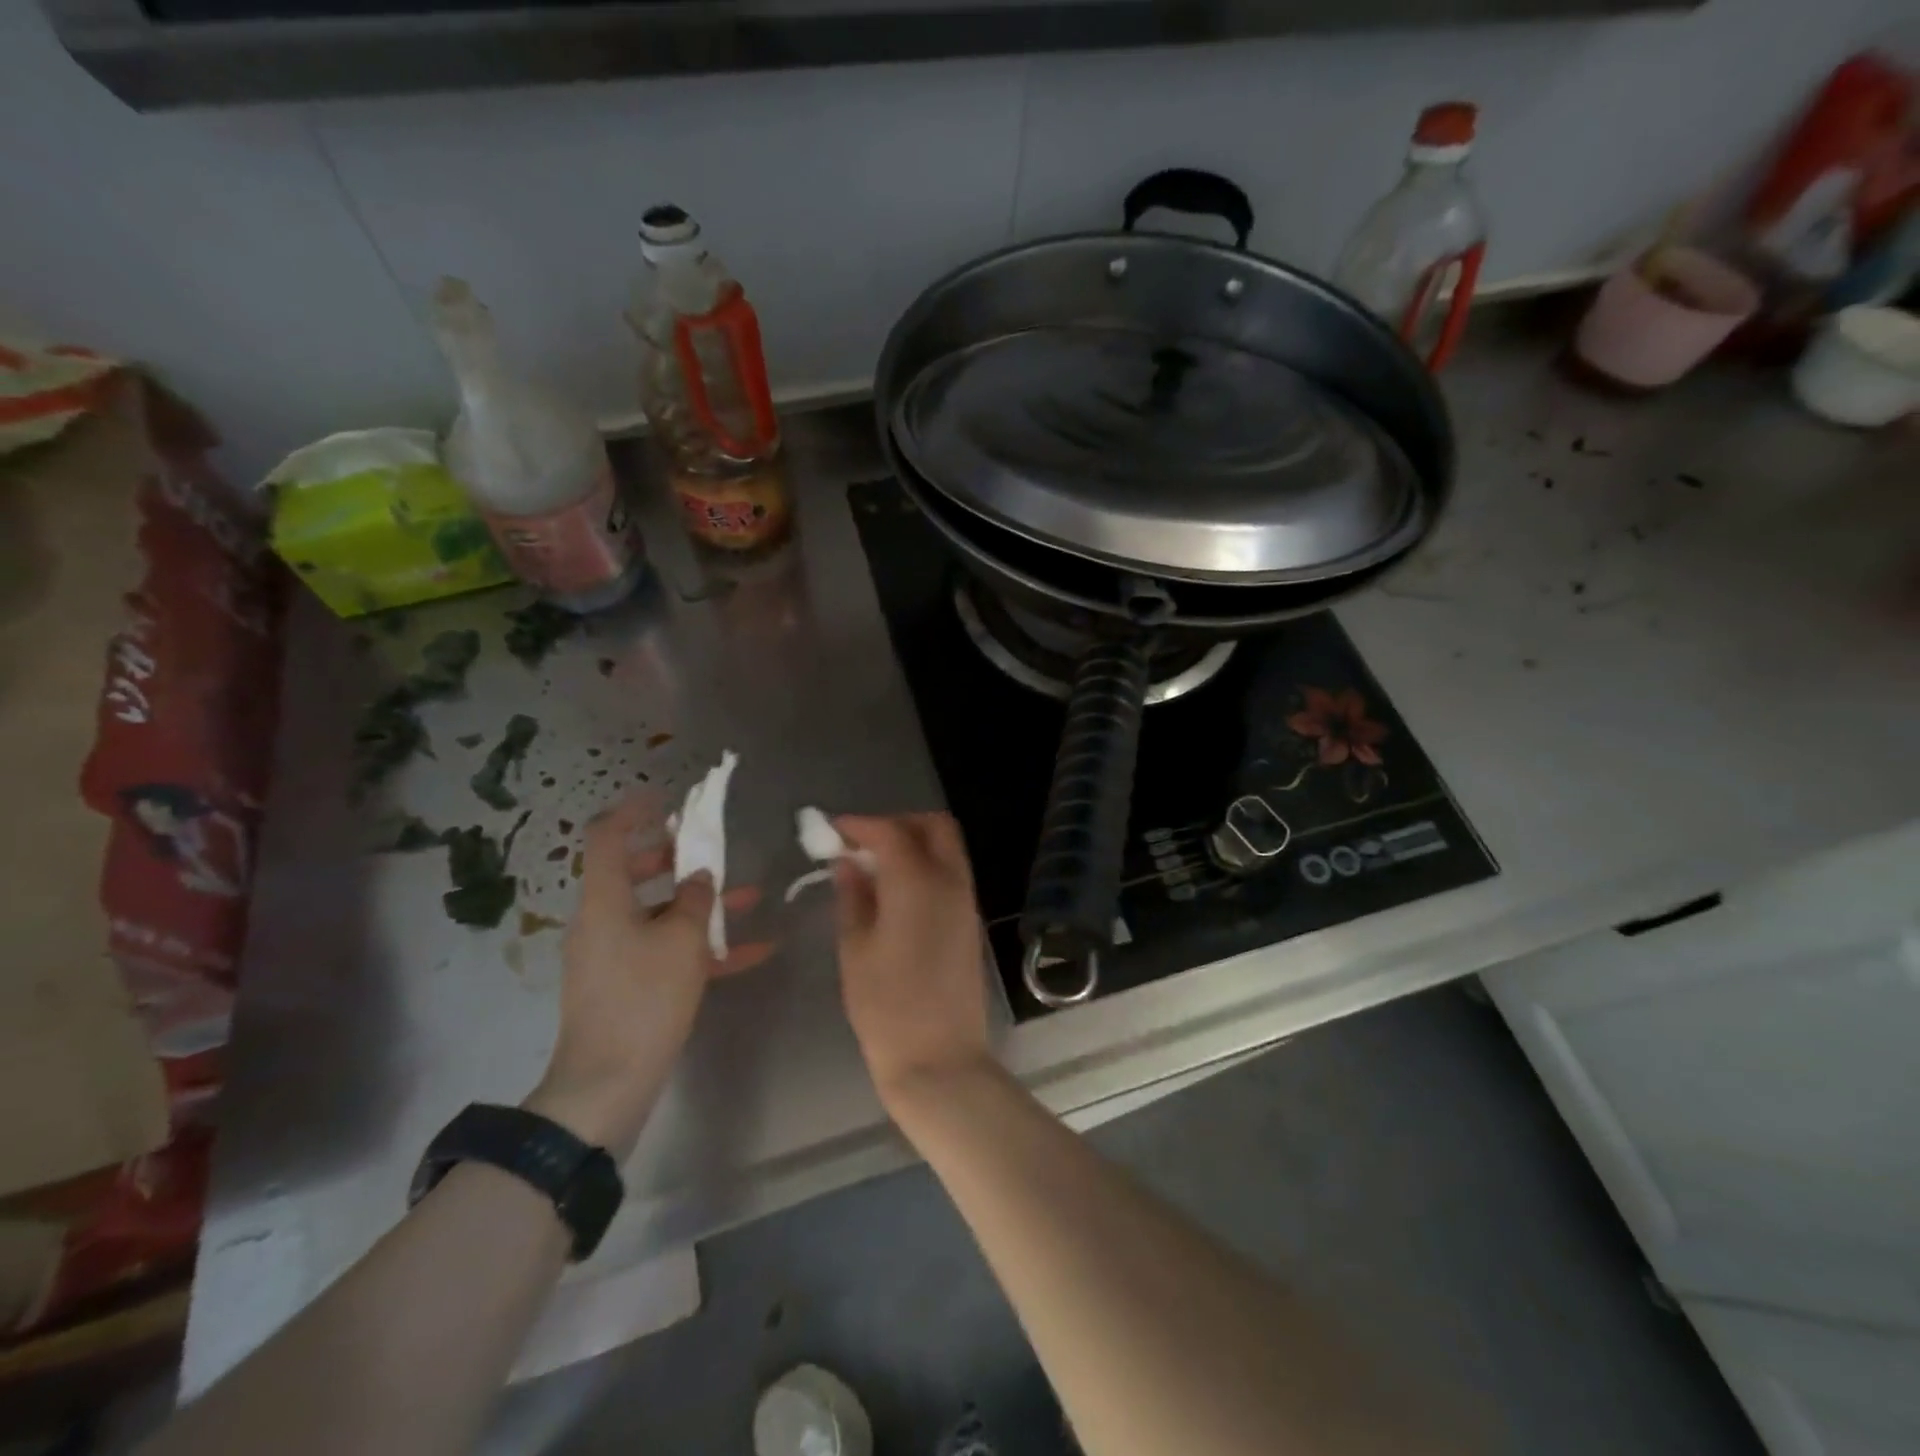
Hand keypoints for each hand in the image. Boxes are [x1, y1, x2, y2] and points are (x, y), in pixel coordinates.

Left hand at [527, 791, 771, 1159]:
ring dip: (698, 903)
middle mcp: (603, 921)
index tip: (666, 799)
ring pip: (657, 912)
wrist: (608, 1085)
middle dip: (674, 857)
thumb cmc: (644, 1000)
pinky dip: (702, 946)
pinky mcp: (628, 985)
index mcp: (604, 901)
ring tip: (748, 896)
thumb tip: (699, 878)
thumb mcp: (682, 942)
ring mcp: (613, 955)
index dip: (633, 811)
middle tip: (709, 850)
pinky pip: (666, 951)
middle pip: (633, 872)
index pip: (606, 837)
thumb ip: (695, 900)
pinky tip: (754, 951)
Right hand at [832, 814, 993, 1113]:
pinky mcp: (970, 921)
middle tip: (863, 843)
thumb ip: (853, 897)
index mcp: (918, 883)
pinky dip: (926, 866)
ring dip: (914, 843)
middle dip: (898, 823)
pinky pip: (951, 873)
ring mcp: (966, 901)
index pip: (891, 832)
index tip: (834, 831)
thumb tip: (849, 863)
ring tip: (875, 867)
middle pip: (934, 827)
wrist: (940, 1059)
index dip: (860, 825)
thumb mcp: (855, 949)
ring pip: (948, 848)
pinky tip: (896, 891)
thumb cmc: (886, 1007)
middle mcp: (950, 882)